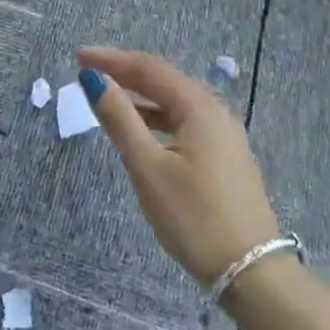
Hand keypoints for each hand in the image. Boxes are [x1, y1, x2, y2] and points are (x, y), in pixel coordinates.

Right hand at [77, 47, 280, 286]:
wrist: (251, 271)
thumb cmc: (193, 217)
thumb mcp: (148, 168)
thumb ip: (120, 120)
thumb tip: (95, 81)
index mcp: (199, 108)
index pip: (150, 68)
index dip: (112, 60)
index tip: (79, 58)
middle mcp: (216, 113)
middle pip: (165, 80)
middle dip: (126, 73)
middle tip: (89, 73)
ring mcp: (225, 136)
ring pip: (176, 103)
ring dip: (141, 96)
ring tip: (107, 99)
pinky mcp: (225, 157)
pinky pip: (185, 122)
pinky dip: (157, 118)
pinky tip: (141, 131)